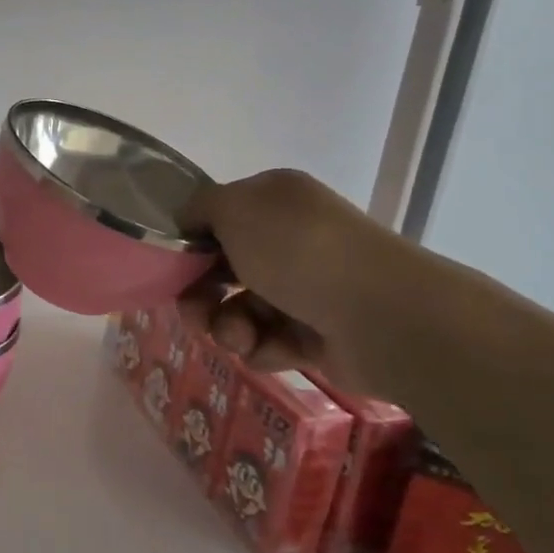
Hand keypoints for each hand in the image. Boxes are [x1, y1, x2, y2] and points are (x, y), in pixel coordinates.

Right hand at [177, 169, 411, 395]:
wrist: (380, 315)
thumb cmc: (299, 251)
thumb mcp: (236, 207)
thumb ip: (200, 206)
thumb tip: (189, 222)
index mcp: (276, 203)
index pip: (219, 219)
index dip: (191, 244)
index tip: (173, 267)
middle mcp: (292, 241)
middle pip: (223, 271)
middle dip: (200, 296)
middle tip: (194, 315)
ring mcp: (306, 290)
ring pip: (239, 312)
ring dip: (227, 327)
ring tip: (239, 337)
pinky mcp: (315, 335)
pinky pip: (266, 343)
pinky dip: (262, 348)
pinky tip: (274, 349)